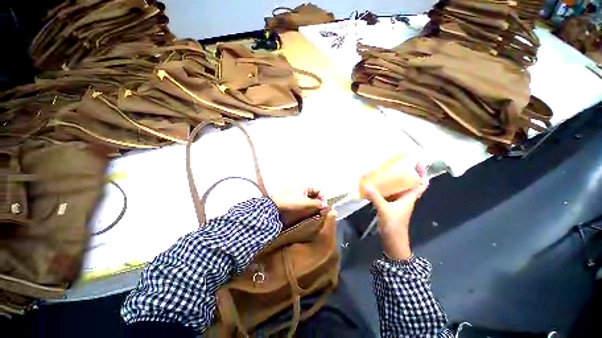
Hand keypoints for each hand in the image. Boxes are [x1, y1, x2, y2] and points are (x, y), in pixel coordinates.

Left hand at [271, 187, 329, 226]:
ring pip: (309, 202)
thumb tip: (326, 206)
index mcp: (304, 188)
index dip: (323, 197)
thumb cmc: (291, 203)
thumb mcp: (306, 203)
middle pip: (314, 196)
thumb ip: (317, 204)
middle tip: (321, 212)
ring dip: (313, 208)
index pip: (318, 190)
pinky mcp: (293, 205)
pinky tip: (308, 216)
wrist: (274, 209)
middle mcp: (301, 191)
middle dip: (319, 204)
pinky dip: (307, 210)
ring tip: (316, 215)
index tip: (324, 206)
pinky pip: (303, 207)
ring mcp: (296, 198)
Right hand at [363, 163, 428, 259]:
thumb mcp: (385, 210)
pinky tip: (376, 185)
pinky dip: (385, 188)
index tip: (418, 162)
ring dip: (395, 180)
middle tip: (397, 163)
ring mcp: (397, 203)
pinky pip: (389, 193)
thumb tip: (366, 185)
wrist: (393, 242)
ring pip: (399, 188)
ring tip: (386, 170)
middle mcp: (405, 198)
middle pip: (409, 183)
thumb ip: (376, 197)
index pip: (421, 184)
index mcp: (409, 198)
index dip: (423, 173)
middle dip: (406, 173)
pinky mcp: (389, 206)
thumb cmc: (394, 226)